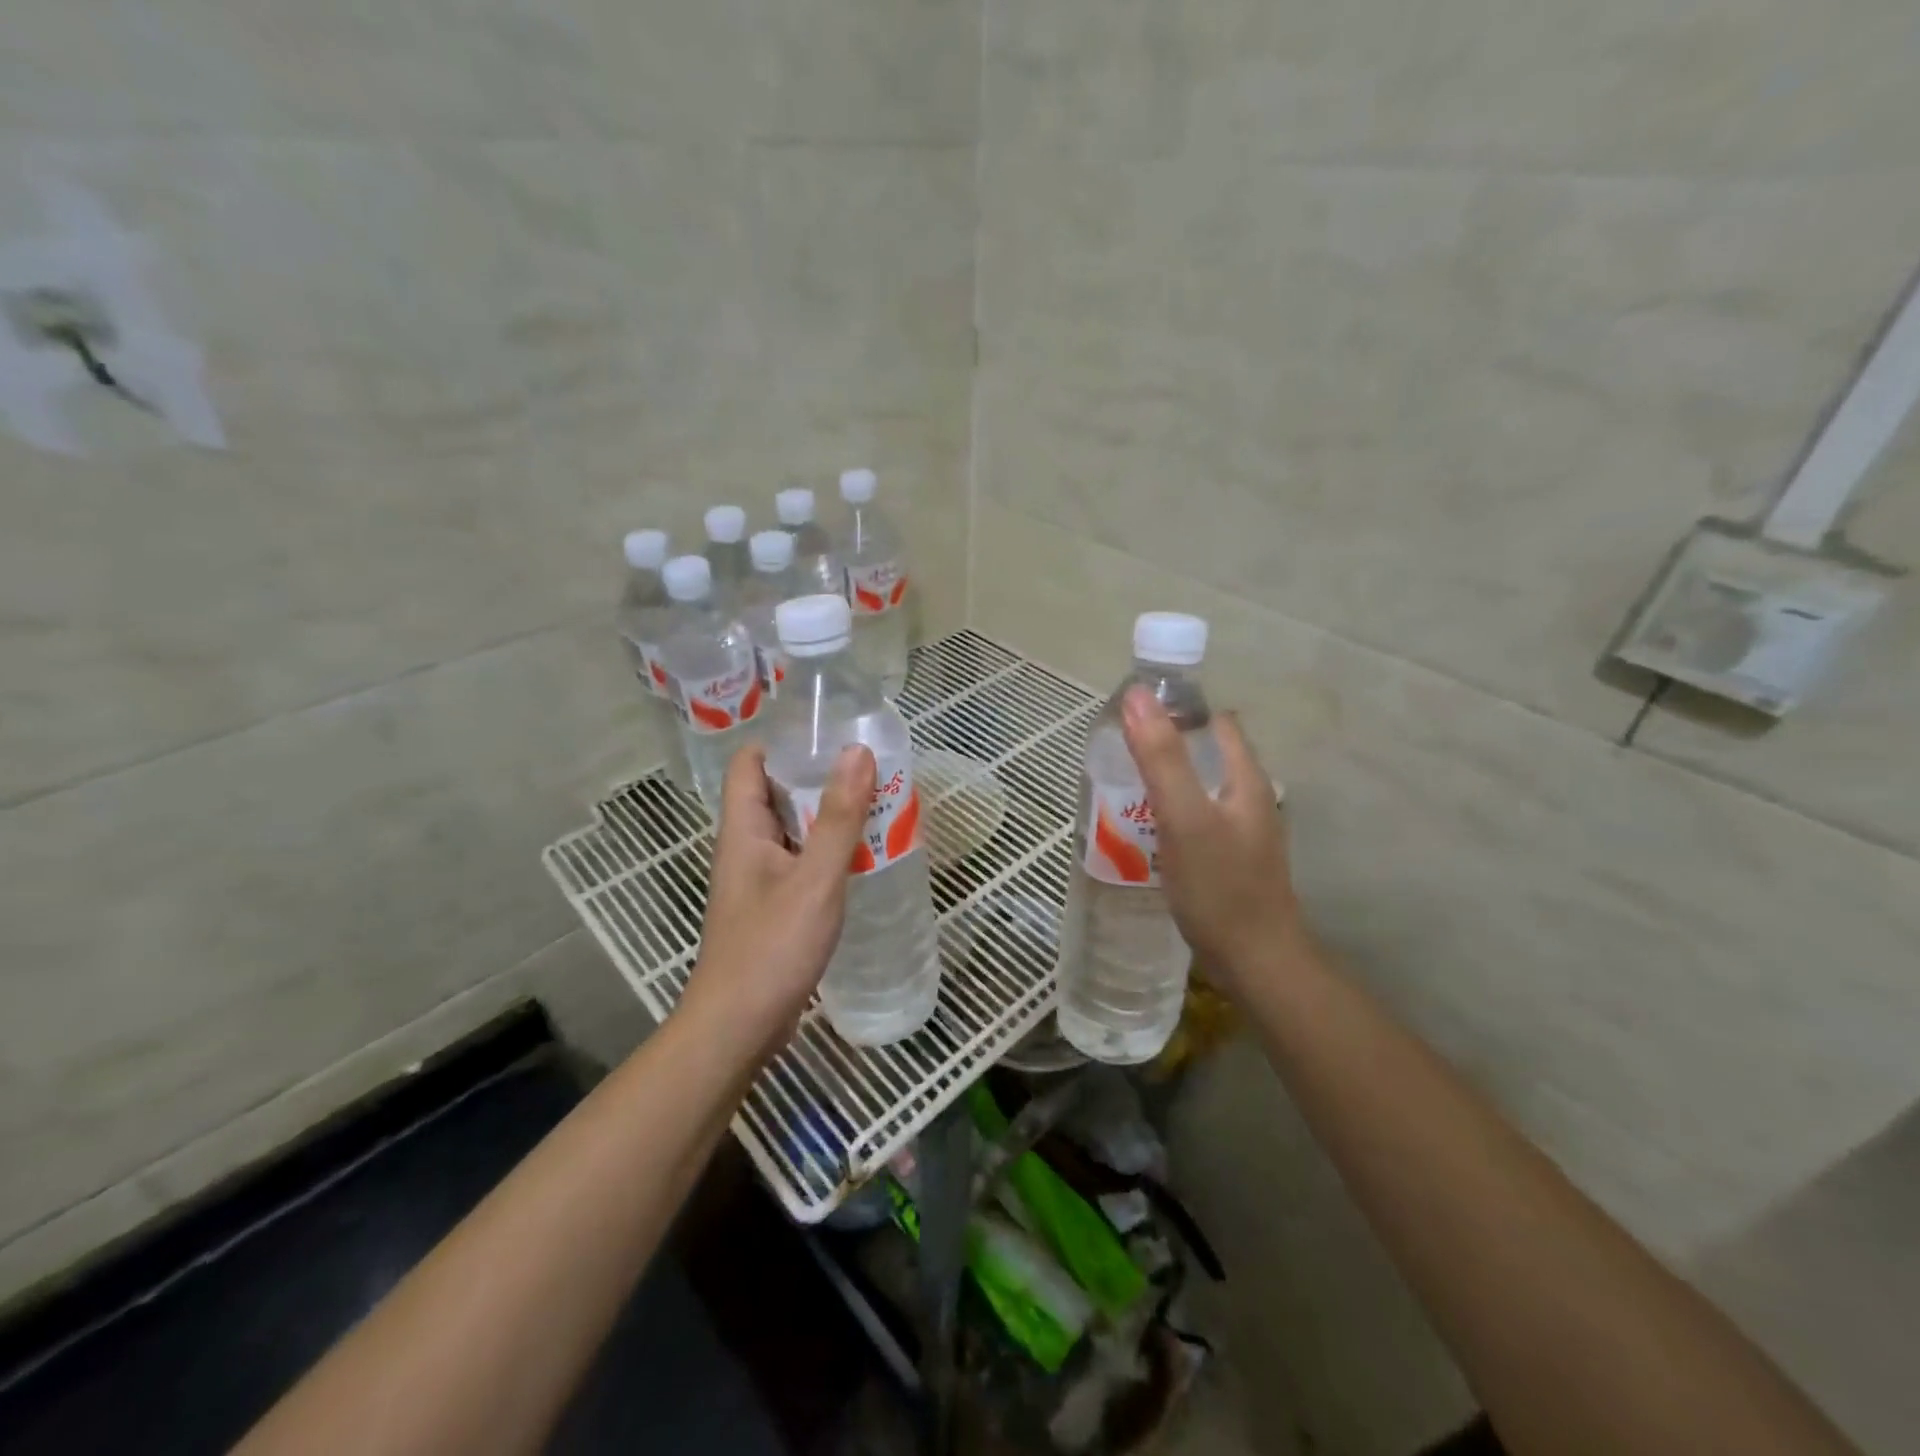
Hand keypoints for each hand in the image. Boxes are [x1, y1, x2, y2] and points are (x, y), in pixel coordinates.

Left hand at [679, 743, 876, 1058]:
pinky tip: (863, 856)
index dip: (782, 742)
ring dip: (828, 816)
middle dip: (818, 776)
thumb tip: (857, 751)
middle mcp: (746, 847)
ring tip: (876, 803)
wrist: (738, 1028)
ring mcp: (759, 880)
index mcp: (743, 829)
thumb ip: (839, 817)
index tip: (828, 732)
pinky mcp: (774, 907)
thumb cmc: (771, 947)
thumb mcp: (815, 878)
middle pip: (776, 793)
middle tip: (868, 766)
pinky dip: (829, 851)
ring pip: (793, 830)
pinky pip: (802, 862)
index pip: (750, 763)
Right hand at [1120, 686, 1302, 998]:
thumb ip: (1161, 757)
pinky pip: (1196, 819)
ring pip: (1200, 788)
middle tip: (1119, 755)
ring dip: (1166, 781)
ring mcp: (1242, 831)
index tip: (1133, 716)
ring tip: (1123, 790)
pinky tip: (1146, 831)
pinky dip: (1171, 814)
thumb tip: (1138, 695)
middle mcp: (1249, 798)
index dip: (1177, 710)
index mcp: (1246, 778)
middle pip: (1206, 754)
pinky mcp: (1230, 859)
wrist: (1256, 962)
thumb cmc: (1220, 886)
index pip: (1215, 722)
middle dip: (1165, 746)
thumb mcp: (1184, 816)